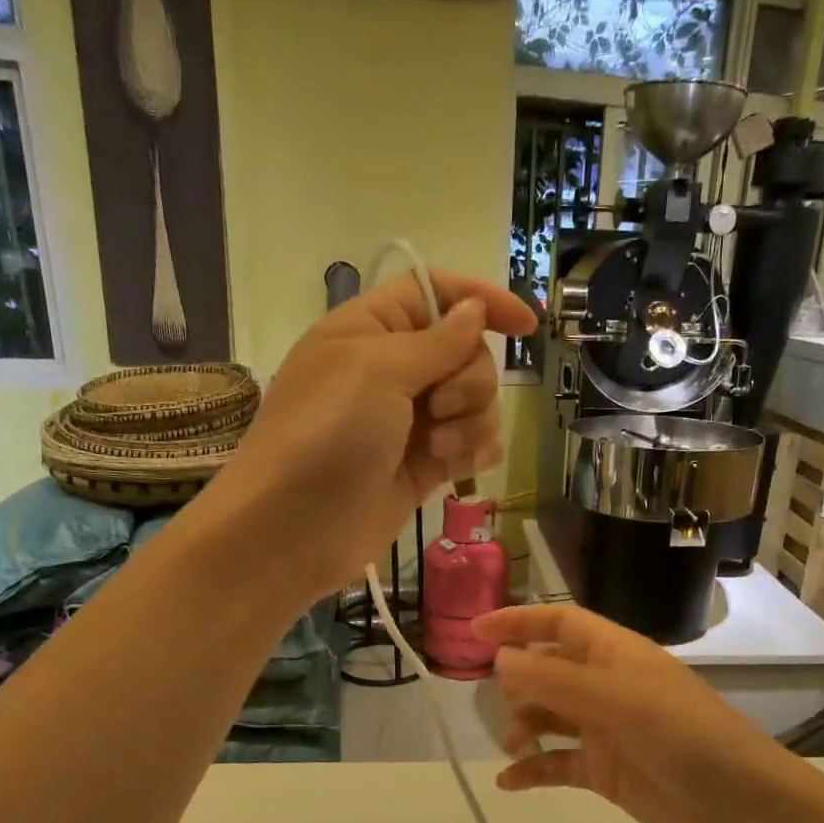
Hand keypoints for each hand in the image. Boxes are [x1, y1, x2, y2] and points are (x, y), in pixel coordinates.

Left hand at [213, 273, 535, 600]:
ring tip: (439, 448)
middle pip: (466, 352)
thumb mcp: (378, 370)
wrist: (295, 529)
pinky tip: (460, 466)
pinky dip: (474, 451)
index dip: (482, 301)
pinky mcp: (424, 466)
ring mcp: (410, 421)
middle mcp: (393, 370)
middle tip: (439, 408)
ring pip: (476, 402)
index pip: (436, 293)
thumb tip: (475, 309)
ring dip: (472, 421)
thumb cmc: (327, 435)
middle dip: (469, 379)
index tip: (527, 325)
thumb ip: (438, 340)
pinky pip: (472, 444)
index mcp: (371, 329)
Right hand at [473, 605, 802, 822]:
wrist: (741, 807)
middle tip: (499, 702)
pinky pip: (558, 764)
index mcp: (616, 653)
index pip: (559, 623)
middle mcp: (607, 686)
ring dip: (524, 727)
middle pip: (549, 670)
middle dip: (518, 681)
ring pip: (549, 717)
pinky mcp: (606, 772)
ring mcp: (606, 730)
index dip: (519, 622)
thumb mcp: (618, 700)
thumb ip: (556, 680)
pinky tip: (508, 783)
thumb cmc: (685, 735)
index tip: (475, 631)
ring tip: (515, 747)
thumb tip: (500, 659)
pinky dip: (533, 771)